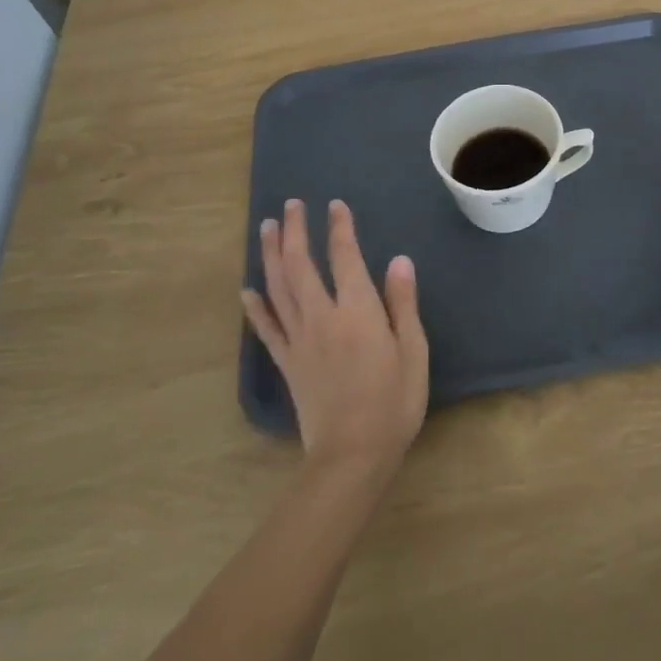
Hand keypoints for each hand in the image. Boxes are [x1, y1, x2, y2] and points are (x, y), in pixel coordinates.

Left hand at [243, 199, 428, 477]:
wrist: (352, 455)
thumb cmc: (394, 402)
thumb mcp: (413, 351)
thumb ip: (403, 303)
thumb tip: (398, 259)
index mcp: (358, 311)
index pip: (345, 257)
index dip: (339, 228)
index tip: (335, 205)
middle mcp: (322, 316)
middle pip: (301, 265)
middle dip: (295, 231)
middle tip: (291, 205)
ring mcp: (299, 340)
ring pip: (278, 288)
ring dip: (270, 255)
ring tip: (266, 228)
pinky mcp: (287, 363)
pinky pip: (266, 328)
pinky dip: (255, 306)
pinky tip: (247, 288)